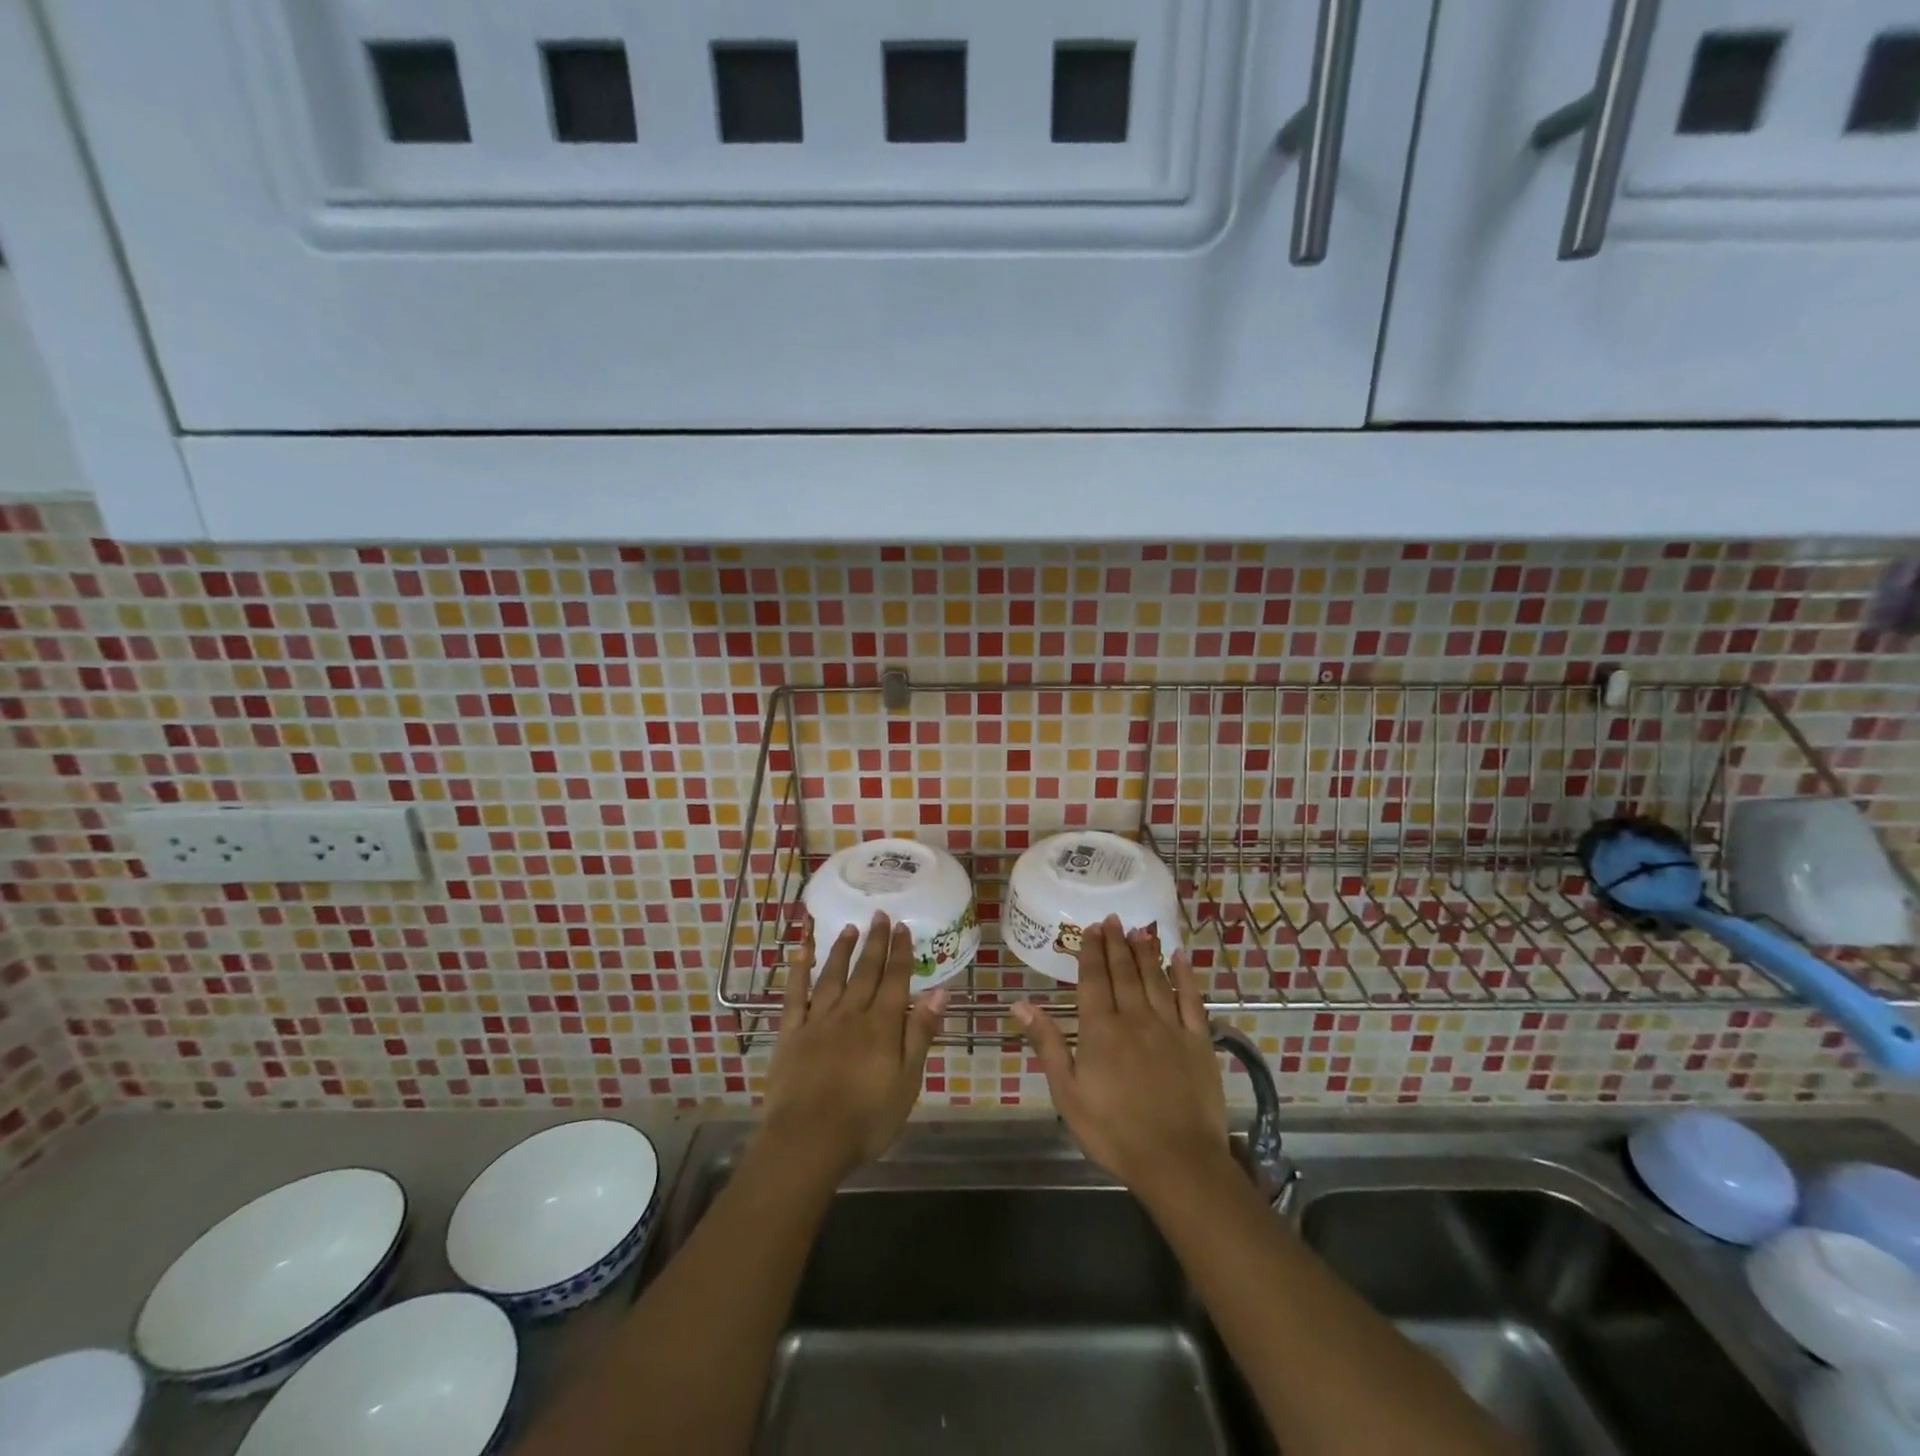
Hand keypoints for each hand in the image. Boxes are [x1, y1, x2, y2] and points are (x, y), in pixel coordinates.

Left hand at [760, 911, 946, 1180]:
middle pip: (866, 972)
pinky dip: (799, 971)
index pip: (895, 980)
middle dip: (875, 942)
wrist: (808, 1140)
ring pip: (832, 976)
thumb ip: (921, 1034)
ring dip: (842, 950)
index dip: (900, 952)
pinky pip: (795, 996)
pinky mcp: (791, 1034)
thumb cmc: (866, 1119)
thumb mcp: (907, 1082)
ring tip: (850, 928)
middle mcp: (851, 1014)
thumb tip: (940, 992)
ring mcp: (818, 1021)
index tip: (903, 926)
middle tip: (880, 915)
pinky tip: (802, 952)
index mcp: (882, 1025)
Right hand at [1013, 916, 1229, 1198]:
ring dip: (1146, 951)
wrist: (1178, 1162)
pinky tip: (1181, 957)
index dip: (1091, 951)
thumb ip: (1048, 1044)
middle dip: (1116, 943)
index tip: (1091, 928)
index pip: (1094, 979)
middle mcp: (1135, 1018)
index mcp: (1101, 1029)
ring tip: (1139, 929)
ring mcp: (1170, 1027)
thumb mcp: (1068, 1093)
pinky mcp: (1198, 1041)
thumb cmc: (1114, 1132)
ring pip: (1155, 978)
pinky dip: (1186, 976)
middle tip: (1112, 919)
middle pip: (1124, 972)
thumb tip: (1020, 1003)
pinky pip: (1191, 1000)